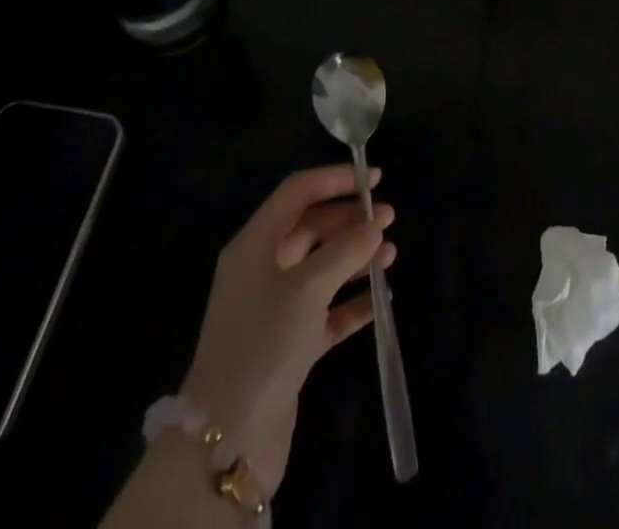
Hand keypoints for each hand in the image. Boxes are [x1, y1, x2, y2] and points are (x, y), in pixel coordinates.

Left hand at [180, 165, 395, 494]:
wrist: (228, 439)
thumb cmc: (264, 342)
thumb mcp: (308, 288)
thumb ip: (346, 250)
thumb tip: (375, 225)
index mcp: (256, 244)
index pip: (298, 193)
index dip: (335, 180)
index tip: (374, 179)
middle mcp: (262, 269)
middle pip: (312, 229)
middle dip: (350, 222)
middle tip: (390, 220)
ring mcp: (275, 309)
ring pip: (322, 269)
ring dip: (356, 259)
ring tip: (391, 256)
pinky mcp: (288, 345)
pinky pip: (326, 312)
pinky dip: (351, 302)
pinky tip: (381, 301)